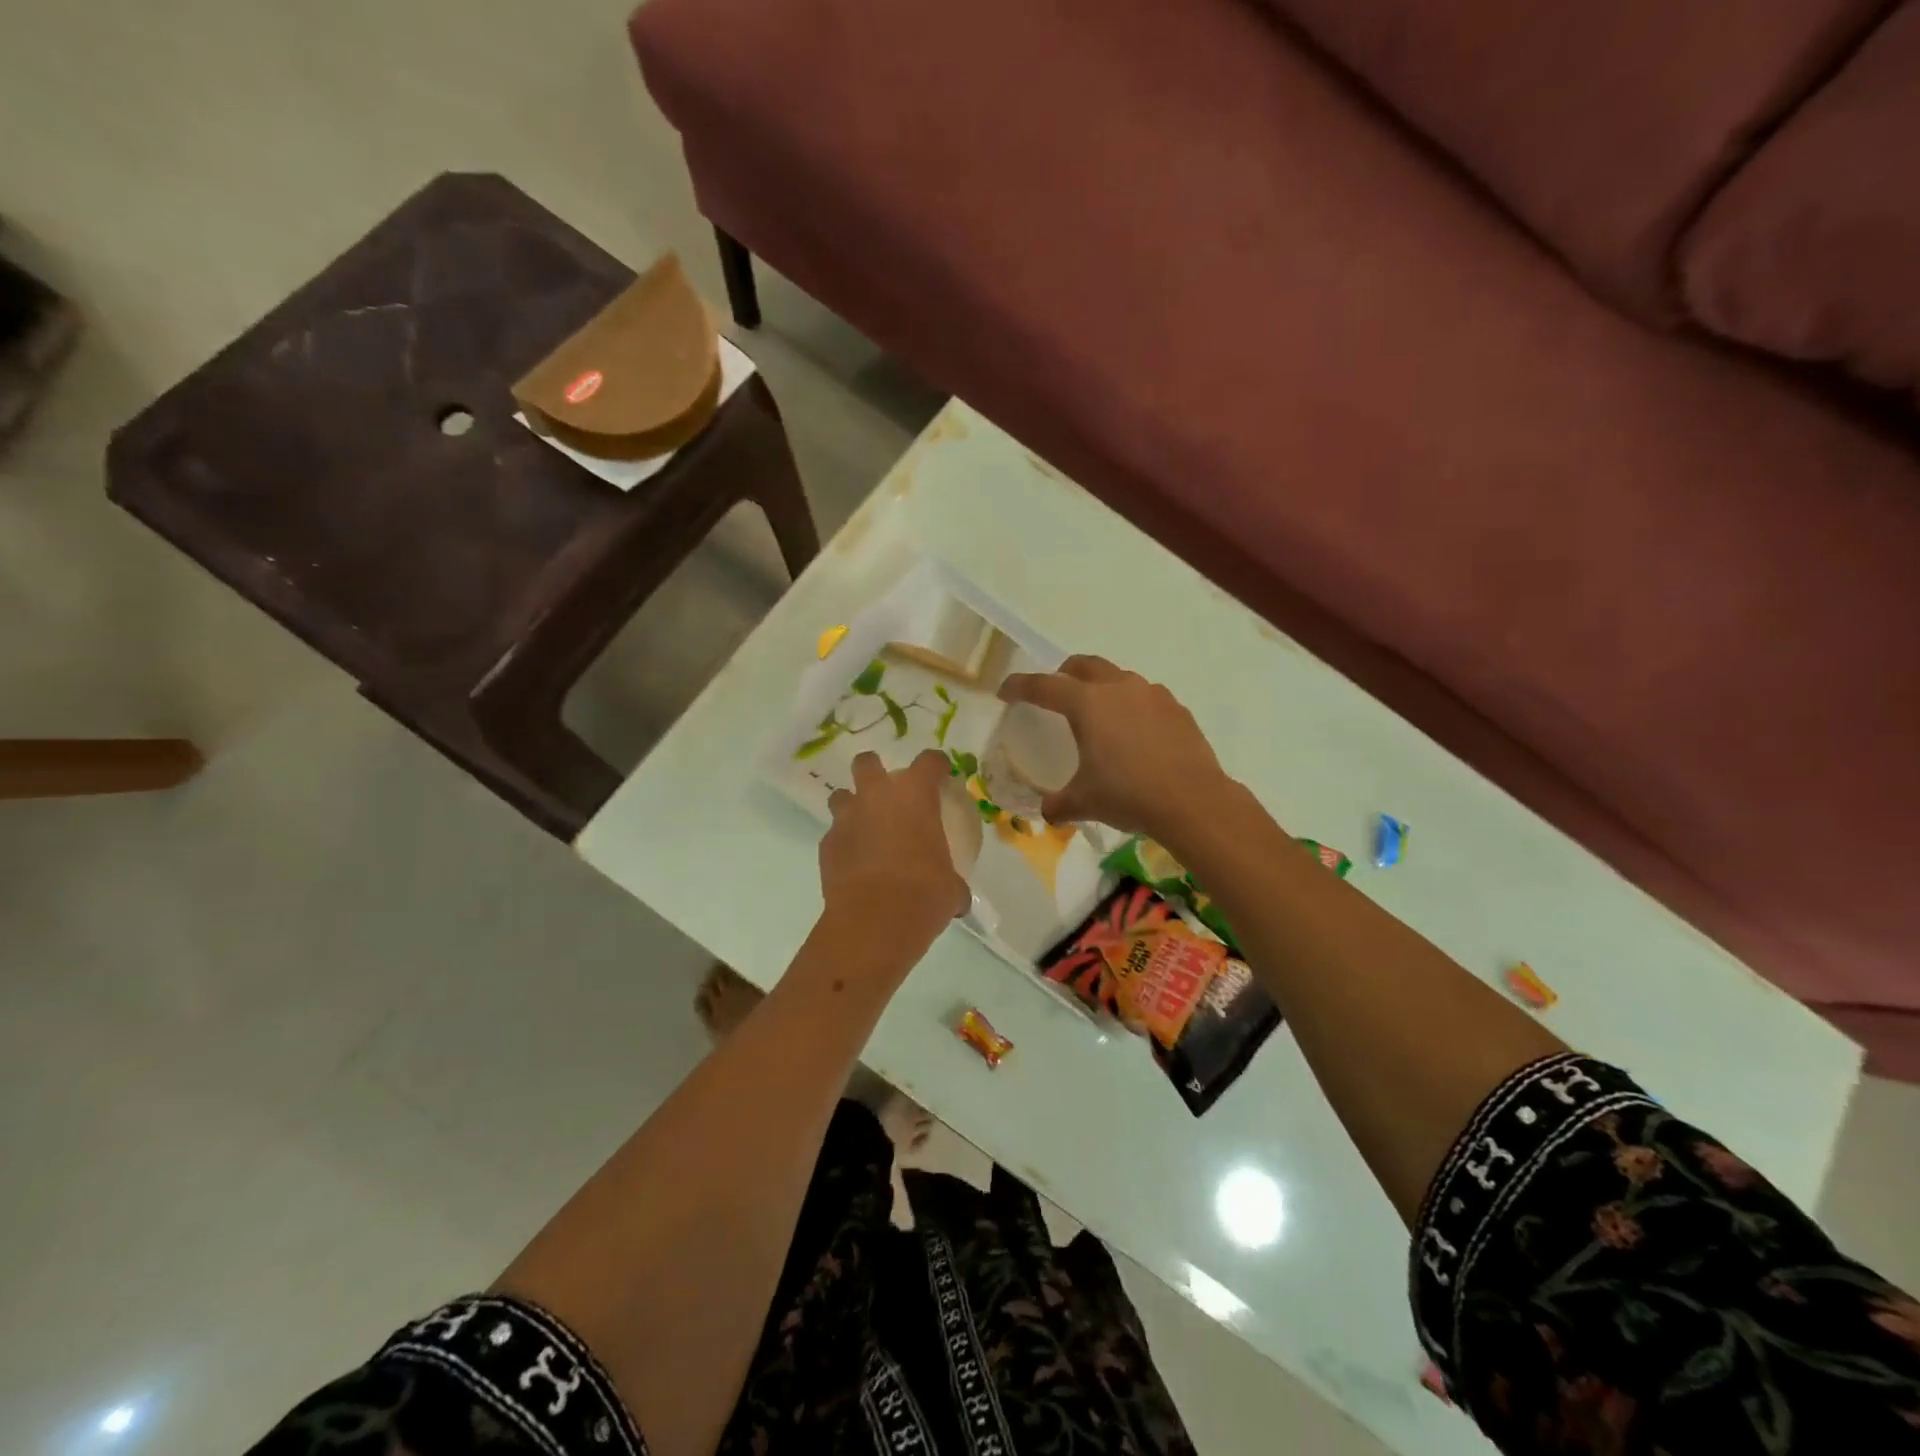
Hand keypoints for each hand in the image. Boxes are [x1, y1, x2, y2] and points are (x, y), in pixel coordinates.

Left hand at [820, 749, 970, 952]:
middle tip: (887, 792)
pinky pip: (835, 835)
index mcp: (915, 795)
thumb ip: (953, 881)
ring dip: (853, 806)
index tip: (941, 775)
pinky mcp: (826, 845)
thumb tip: (958, 896)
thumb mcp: (950, 887)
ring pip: (842, 796)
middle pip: (867, 762)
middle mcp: (877, 796)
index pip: (929, 761)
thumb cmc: (924, 895)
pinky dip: (844, 843)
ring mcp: (846, 819)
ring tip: (865, 827)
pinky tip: (854, 863)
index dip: (936, 766)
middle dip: (874, 770)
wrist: (874, 921)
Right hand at [998, 656, 1234, 841]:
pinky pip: (1146, 697)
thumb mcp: (1084, 802)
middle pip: (1083, 666)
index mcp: (1086, 703)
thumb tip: (1048, 811)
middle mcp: (1118, 687)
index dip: (1019, 686)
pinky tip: (1136, 733)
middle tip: (1056, 694)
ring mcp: (1151, 694)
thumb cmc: (1128, 794)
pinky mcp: (1176, 708)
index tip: (1005, 692)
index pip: (1043, 686)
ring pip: (1118, 677)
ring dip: (1102, 687)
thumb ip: (1059, 804)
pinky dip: (1132, 706)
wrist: (1192, 800)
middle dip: (1064, 674)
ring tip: (1100, 715)